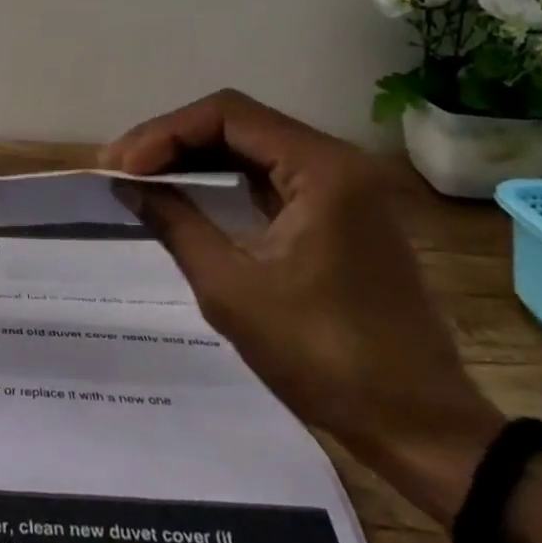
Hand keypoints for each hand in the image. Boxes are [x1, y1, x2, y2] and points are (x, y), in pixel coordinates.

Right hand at [104, 90, 502, 521]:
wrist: (420, 428)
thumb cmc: (325, 357)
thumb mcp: (232, 289)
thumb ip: (175, 223)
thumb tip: (128, 185)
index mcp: (321, 168)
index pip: (227, 114)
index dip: (165, 132)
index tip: (123, 166)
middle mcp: (336, 162)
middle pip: (238, 122)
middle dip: (173, 140)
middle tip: (121, 168)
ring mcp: (342, 187)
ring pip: (251, 146)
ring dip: (195, 156)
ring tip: (142, 176)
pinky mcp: (339, 213)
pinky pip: (269, 175)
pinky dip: (223, 178)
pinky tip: (187, 192)